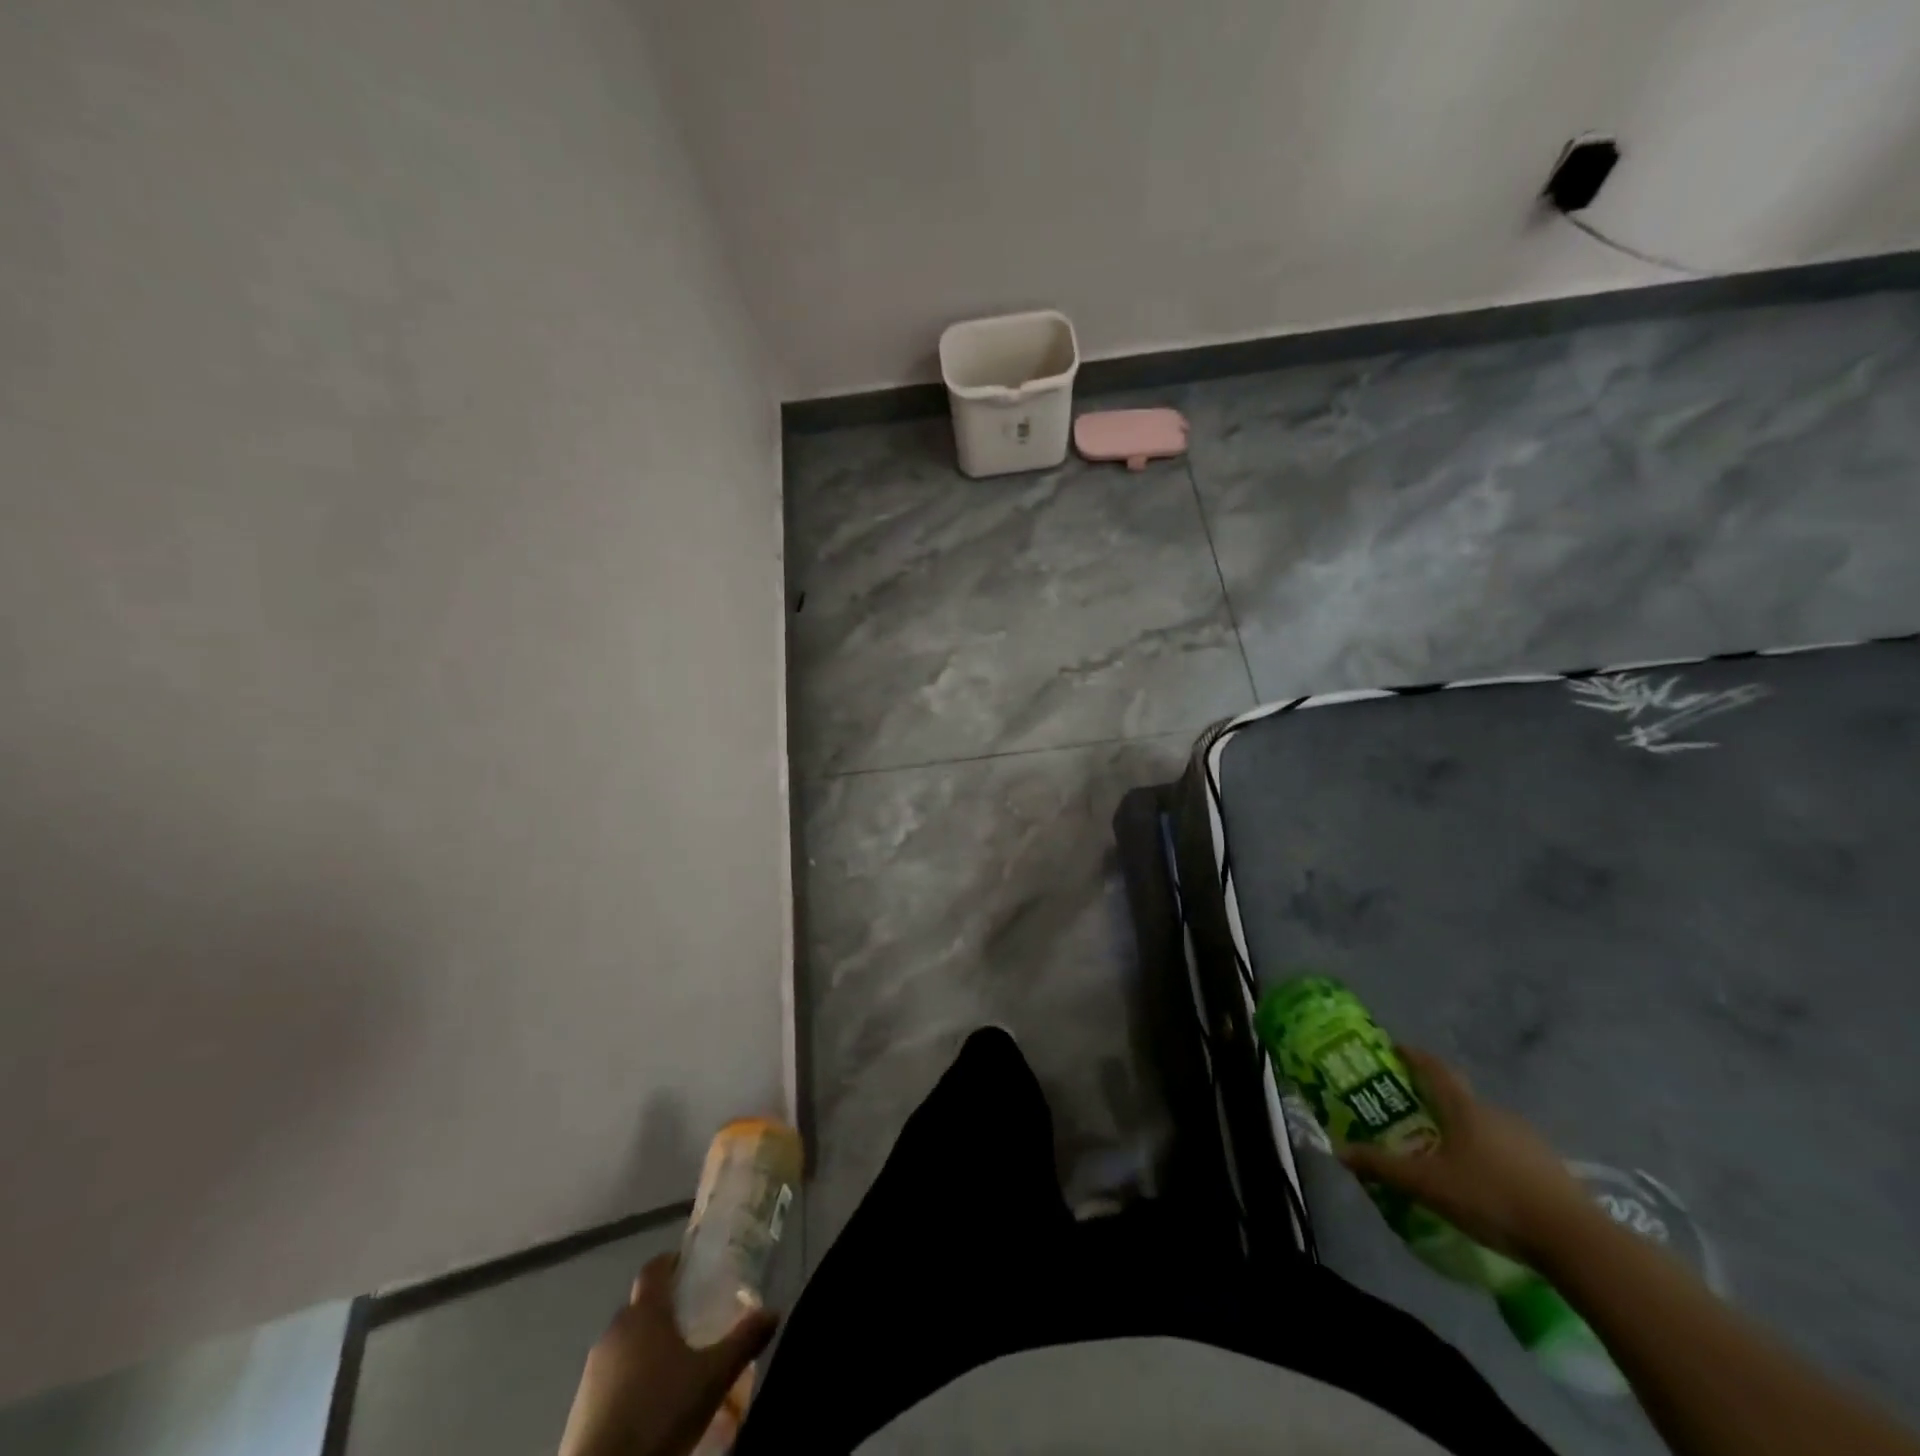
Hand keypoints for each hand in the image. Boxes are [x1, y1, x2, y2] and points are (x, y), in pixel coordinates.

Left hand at [557, 1253, 777, 1455]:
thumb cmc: (659, 1415)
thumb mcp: (713, 1378)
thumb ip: (744, 1340)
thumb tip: (773, 1311)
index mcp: (644, 1313)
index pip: (654, 1268)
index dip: (672, 1263)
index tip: (692, 1268)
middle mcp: (614, 1332)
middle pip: (640, 1308)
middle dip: (664, 1312)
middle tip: (695, 1326)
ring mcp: (592, 1372)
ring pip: (625, 1345)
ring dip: (646, 1350)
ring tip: (675, 1372)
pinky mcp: (579, 1409)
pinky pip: (610, 1380)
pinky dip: (629, 1383)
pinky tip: (649, 1408)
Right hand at [1339, 1047, 1593, 1263]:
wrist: (1576, 1241)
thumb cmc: (1491, 1198)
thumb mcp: (1427, 1185)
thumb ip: (1383, 1167)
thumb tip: (1339, 1151)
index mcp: (1465, 1108)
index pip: (1434, 1068)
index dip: (1413, 1055)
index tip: (1394, 1049)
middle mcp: (1496, 1114)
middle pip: (1459, 1098)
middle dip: (1434, 1102)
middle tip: (1411, 1115)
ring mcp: (1529, 1140)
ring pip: (1485, 1127)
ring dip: (1463, 1133)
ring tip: (1445, 1156)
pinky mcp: (1551, 1169)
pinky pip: (1509, 1152)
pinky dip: (1490, 1158)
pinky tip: (1484, 1186)